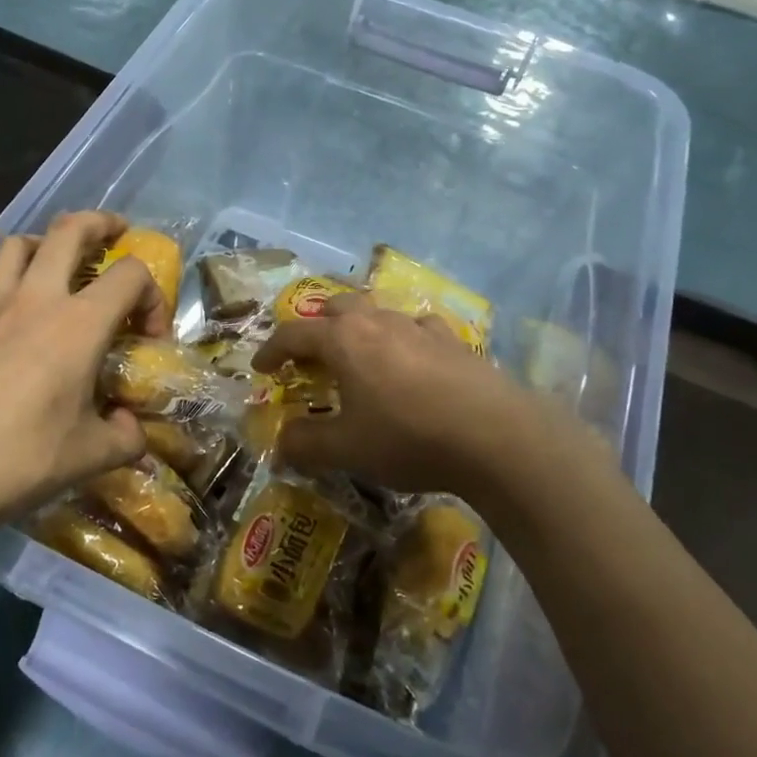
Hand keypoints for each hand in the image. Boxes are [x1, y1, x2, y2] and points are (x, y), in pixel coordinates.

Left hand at [0, 211, 168, 530]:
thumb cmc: (19, 460)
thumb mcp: (89, 457)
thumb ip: (125, 438)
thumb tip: (129, 428)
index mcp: (78, 324)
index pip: (130, 275)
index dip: (153, 296)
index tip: (150, 336)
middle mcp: (35, 300)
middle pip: (69, 230)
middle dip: (100, 223)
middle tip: (115, 234)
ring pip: (18, 244)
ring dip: (47, 242)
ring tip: (59, 263)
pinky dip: (12, 280)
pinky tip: (16, 321)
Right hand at [252, 295, 597, 500]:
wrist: (496, 437)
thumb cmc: (408, 437)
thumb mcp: (347, 450)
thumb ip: (305, 444)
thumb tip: (279, 445)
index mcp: (343, 340)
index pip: (293, 333)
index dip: (271, 349)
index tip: (260, 368)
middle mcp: (378, 322)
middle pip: (336, 307)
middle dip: (316, 326)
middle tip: (310, 355)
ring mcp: (419, 327)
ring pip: (379, 312)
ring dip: (360, 328)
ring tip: (360, 355)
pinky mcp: (454, 342)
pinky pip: (418, 329)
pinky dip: (404, 339)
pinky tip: (413, 359)